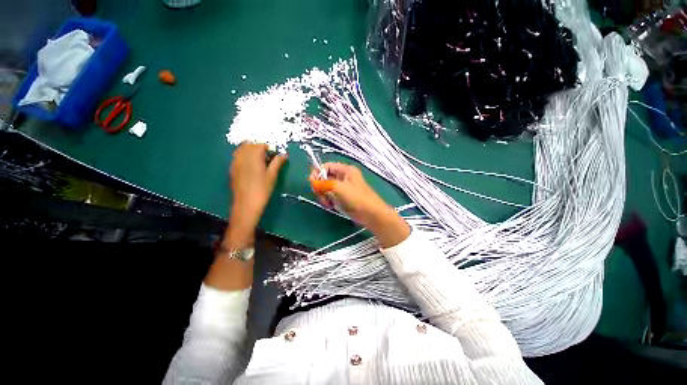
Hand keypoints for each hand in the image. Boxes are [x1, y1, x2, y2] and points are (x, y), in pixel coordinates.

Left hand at [229, 143, 286, 237]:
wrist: (246, 204)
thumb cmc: (262, 190)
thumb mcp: (272, 176)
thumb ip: (277, 163)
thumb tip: (284, 154)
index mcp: (253, 157)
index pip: (260, 145)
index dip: (269, 147)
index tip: (275, 154)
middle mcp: (242, 156)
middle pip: (249, 145)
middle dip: (259, 147)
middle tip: (268, 156)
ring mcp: (235, 162)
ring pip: (242, 149)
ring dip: (250, 150)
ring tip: (259, 159)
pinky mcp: (232, 169)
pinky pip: (237, 157)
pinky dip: (244, 156)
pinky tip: (251, 165)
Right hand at [310, 163, 409, 247]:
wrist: (371, 214)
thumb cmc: (357, 198)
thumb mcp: (339, 188)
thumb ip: (324, 183)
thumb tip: (313, 182)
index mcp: (345, 170)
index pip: (326, 166)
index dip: (317, 173)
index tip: (313, 184)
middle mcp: (344, 177)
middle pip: (325, 178)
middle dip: (321, 187)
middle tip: (322, 196)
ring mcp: (344, 188)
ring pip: (327, 188)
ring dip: (324, 196)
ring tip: (328, 204)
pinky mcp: (343, 197)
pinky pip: (331, 196)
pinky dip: (329, 201)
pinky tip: (331, 206)